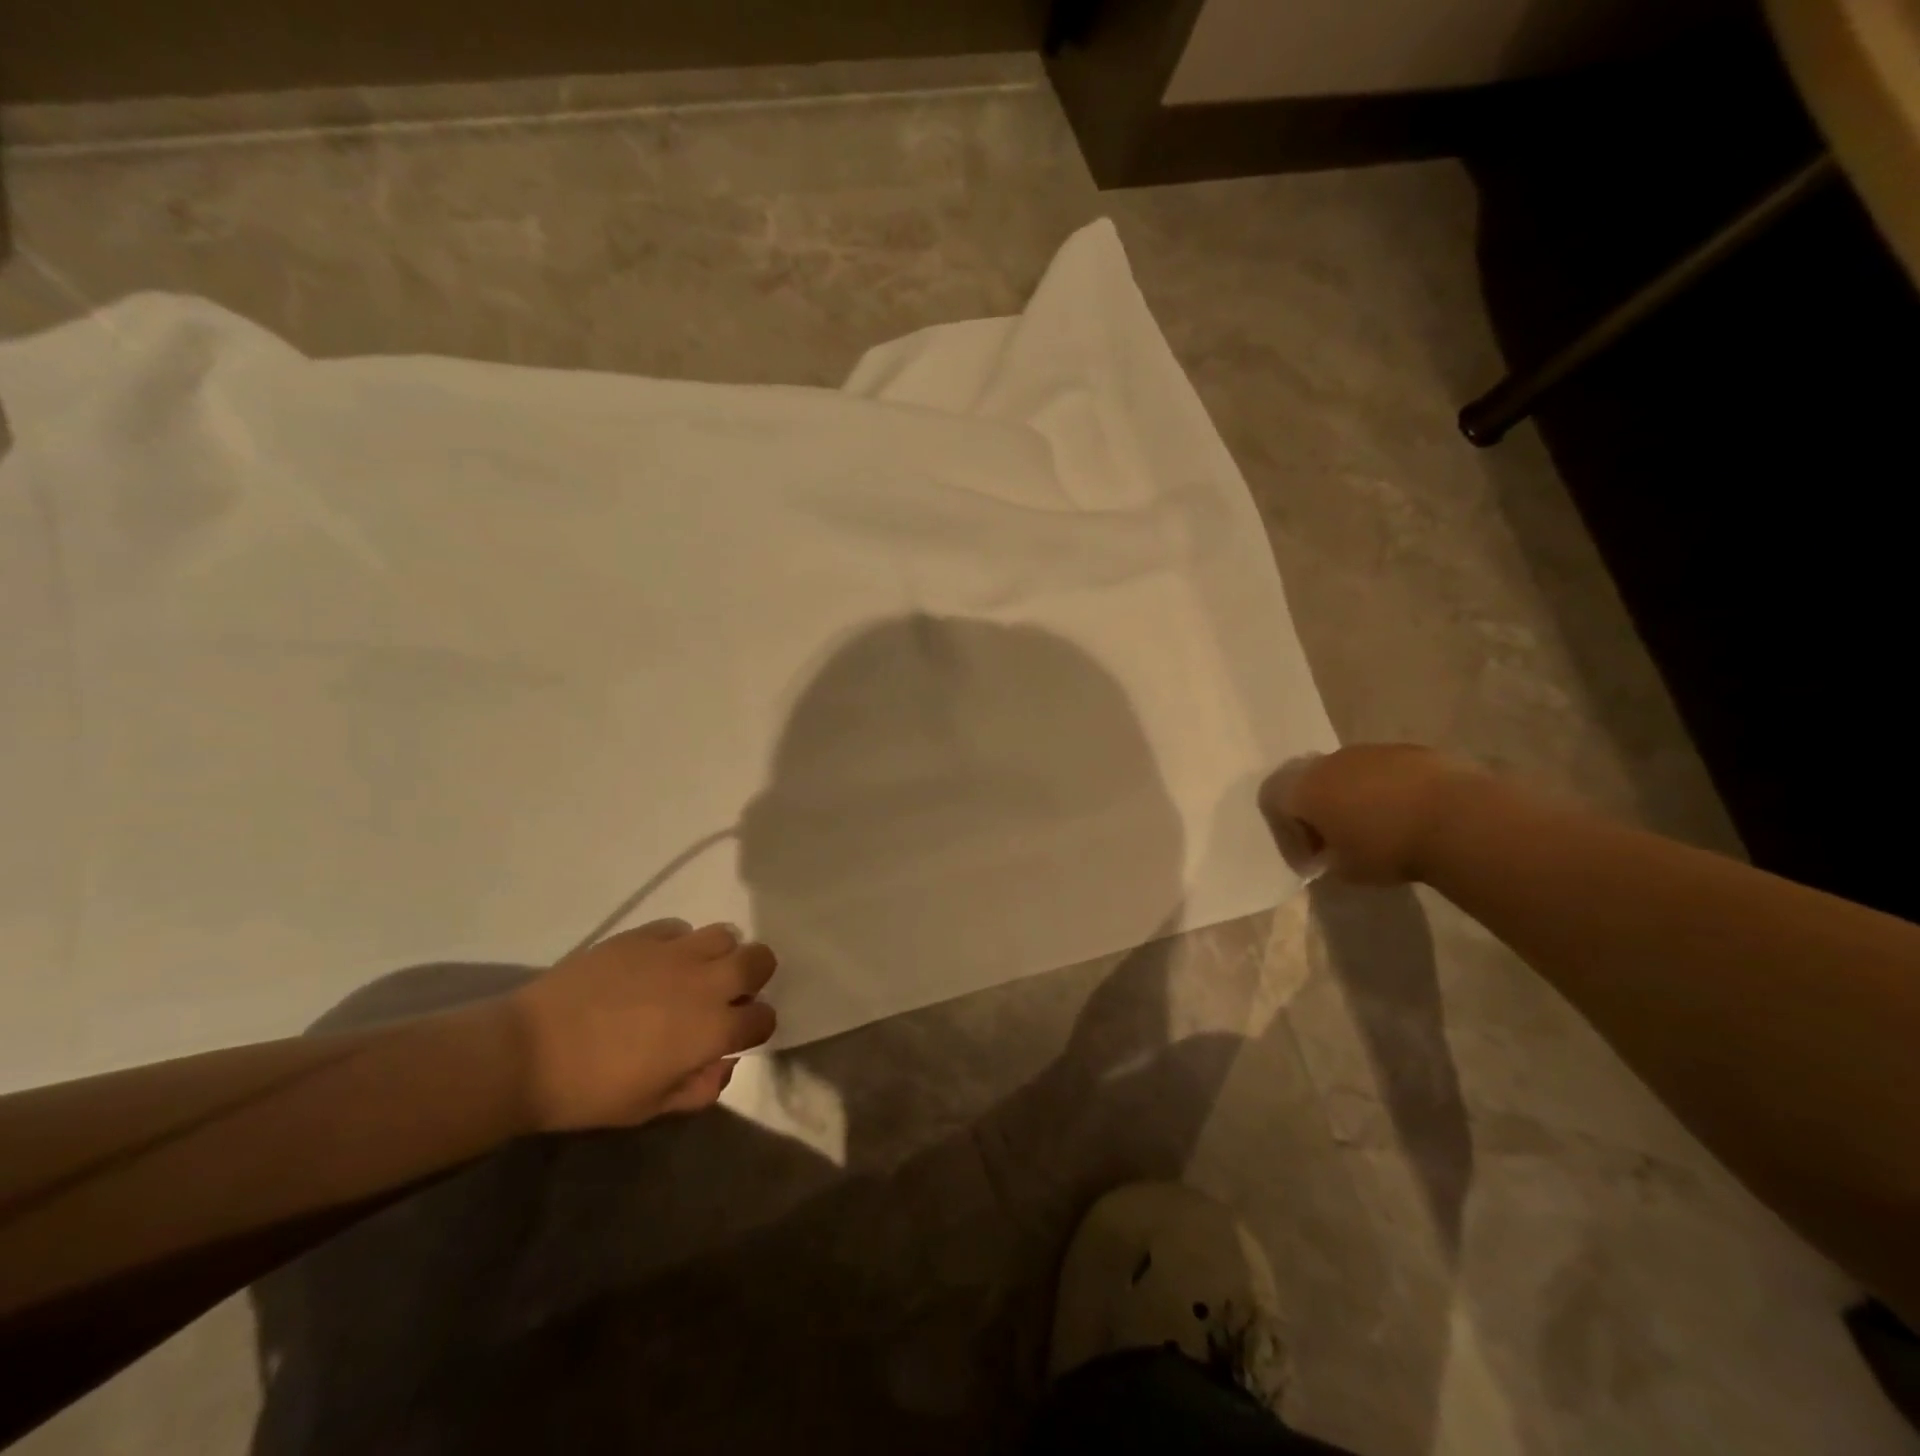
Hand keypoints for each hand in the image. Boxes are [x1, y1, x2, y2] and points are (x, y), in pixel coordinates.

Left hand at [506, 919, 777, 1131]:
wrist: (528, 1051)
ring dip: (719, 955)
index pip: (763, 1018)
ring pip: (725, 935)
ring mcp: (675, 952)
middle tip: (726, 995)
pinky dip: (678, 944)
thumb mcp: (650, 1107)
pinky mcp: (644, 935)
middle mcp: (705, 983)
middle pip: (760, 960)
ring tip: (693, 974)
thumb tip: (723, 1063)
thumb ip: (699, 1088)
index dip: (755, 1029)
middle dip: (753, 977)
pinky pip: (679, 928)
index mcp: (712, 1029)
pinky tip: (656, 963)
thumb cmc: (591, 1091)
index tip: (736, 1036)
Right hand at [1259, 744, 1482, 884]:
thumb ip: (1328, 859)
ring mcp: (1368, 751)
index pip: (1272, 801)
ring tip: (1373, 828)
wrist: (1458, 819)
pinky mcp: (1406, 751)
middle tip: (1334, 841)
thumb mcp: (1346, 870)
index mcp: (1304, 788)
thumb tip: (1331, 853)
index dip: (1285, 832)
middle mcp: (1328, 762)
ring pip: (1344, 773)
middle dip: (1314, 810)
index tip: (1310, 860)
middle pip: (1306, 781)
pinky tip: (1404, 815)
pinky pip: (1380, 771)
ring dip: (1348, 798)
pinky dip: (1382, 791)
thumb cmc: (1388, 848)